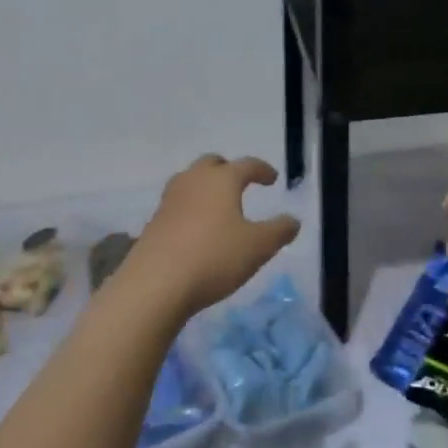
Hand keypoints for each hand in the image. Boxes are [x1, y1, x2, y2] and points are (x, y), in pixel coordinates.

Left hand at [120, 155, 300, 318]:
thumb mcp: (258, 247)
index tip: (272, 178)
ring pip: (190, 181)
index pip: (246, 165)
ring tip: (217, 206)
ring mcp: (169, 200)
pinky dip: (190, 208)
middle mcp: (193, 181)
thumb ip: (279, 231)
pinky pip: (177, 204)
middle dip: (228, 169)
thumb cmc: (213, 257)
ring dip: (205, 187)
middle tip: (240, 183)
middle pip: (211, 163)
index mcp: (222, 180)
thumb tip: (293, 220)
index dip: (262, 170)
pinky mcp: (154, 222)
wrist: (155, 284)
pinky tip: (197, 230)